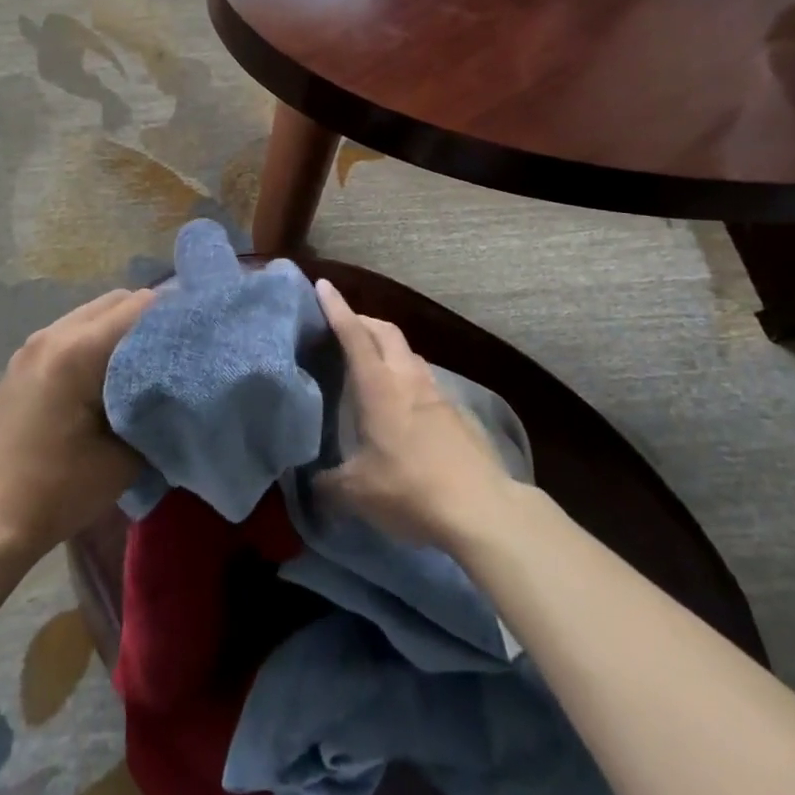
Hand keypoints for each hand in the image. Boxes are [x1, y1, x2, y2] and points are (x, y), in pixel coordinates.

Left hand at [0, 288, 154, 558]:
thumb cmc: (56, 492)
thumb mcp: (123, 459)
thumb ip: (155, 412)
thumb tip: (175, 390)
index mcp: (77, 350)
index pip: (139, 307)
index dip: (174, 317)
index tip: (197, 338)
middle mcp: (52, 335)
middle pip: (114, 301)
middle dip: (149, 319)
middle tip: (175, 351)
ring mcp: (31, 346)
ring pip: (91, 314)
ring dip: (120, 329)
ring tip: (145, 364)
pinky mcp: (21, 363)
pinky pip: (70, 333)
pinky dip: (95, 341)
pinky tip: (107, 377)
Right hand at [312, 277, 514, 549]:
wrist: (483, 510)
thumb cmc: (411, 490)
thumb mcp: (357, 492)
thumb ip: (328, 482)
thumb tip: (312, 482)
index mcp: (378, 386)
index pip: (353, 334)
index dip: (336, 308)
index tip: (323, 285)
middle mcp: (407, 378)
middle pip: (385, 331)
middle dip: (363, 321)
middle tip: (344, 327)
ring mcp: (437, 393)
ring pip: (408, 354)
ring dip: (388, 349)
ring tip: (372, 366)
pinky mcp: (457, 413)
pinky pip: (425, 380)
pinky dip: (407, 378)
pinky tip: (403, 405)